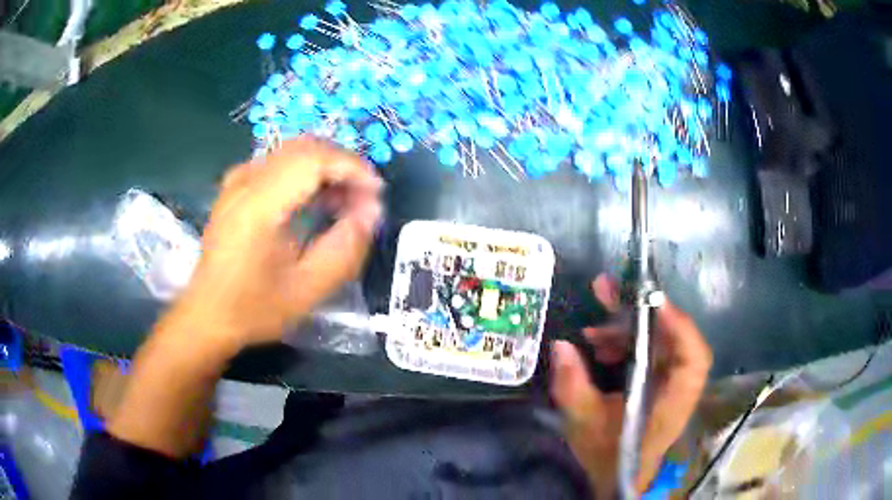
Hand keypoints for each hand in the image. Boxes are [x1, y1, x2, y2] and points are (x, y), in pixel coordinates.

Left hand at [163, 137, 382, 350]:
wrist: (207, 314)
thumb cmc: (253, 308)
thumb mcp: (307, 290)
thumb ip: (344, 249)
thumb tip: (371, 211)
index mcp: (258, 206)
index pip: (313, 160)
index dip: (352, 168)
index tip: (376, 193)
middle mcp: (245, 181)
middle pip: (305, 147)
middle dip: (343, 165)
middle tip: (364, 198)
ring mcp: (237, 180)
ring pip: (293, 150)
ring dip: (326, 167)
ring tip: (345, 200)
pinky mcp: (235, 185)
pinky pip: (279, 161)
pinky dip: (306, 171)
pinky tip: (315, 199)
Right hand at [550, 275, 711, 497]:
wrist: (619, 474)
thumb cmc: (609, 455)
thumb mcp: (585, 424)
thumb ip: (573, 388)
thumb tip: (560, 346)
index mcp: (672, 401)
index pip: (693, 358)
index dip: (679, 326)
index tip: (650, 302)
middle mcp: (679, 385)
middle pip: (674, 337)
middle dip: (642, 311)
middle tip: (606, 290)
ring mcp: (670, 380)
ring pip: (659, 340)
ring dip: (627, 327)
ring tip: (591, 329)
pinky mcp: (659, 379)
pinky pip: (648, 350)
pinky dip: (624, 342)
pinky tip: (597, 347)